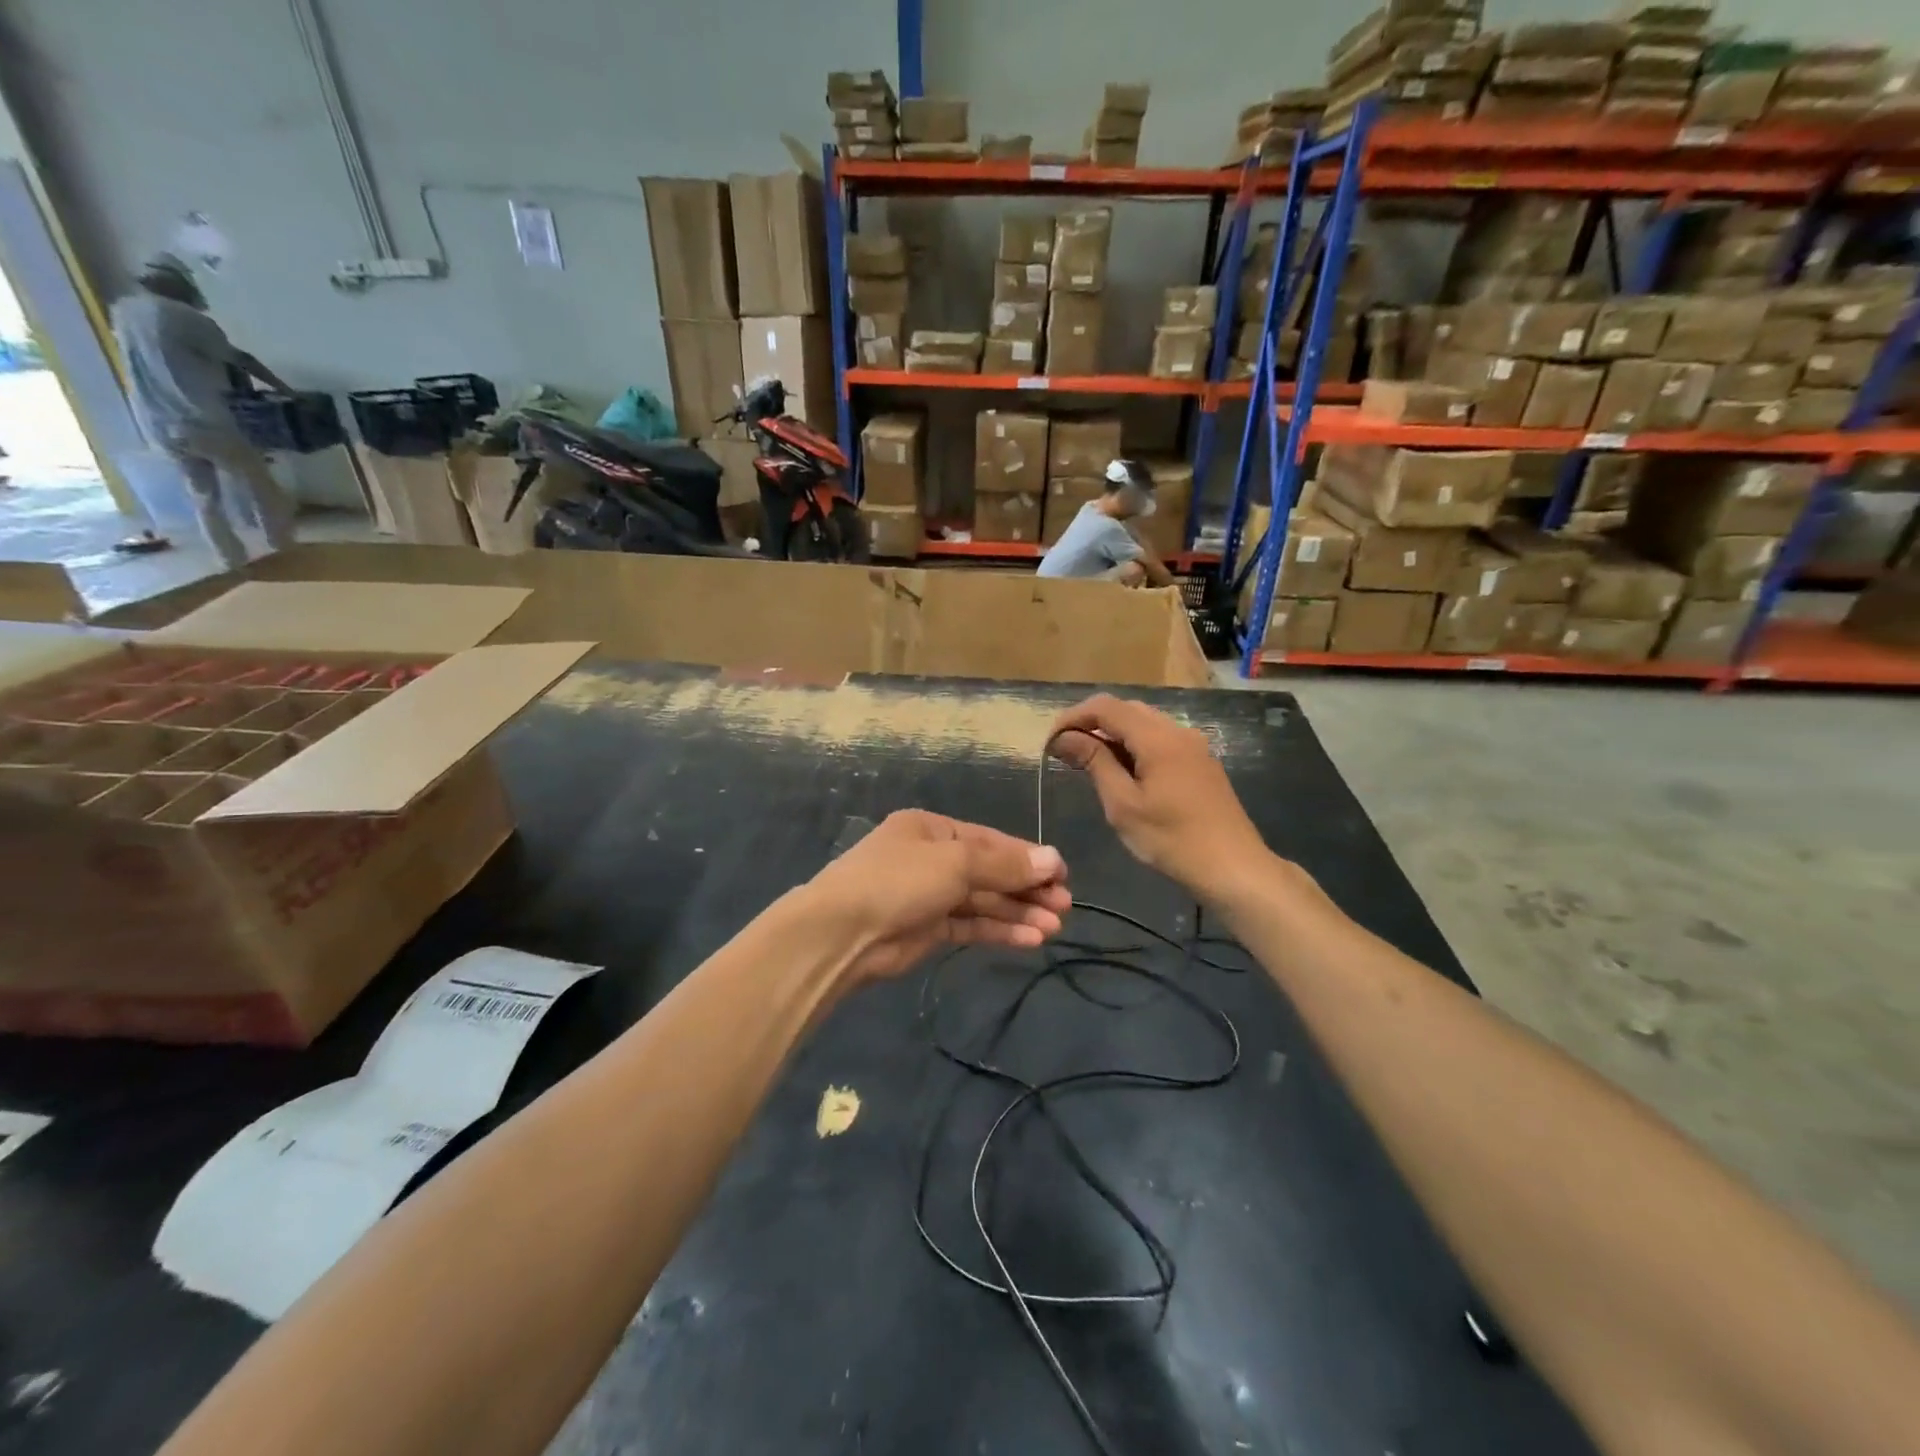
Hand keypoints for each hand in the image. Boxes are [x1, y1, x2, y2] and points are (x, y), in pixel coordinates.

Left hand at [803, 810, 1070, 981]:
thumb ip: (1004, 865)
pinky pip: (971, 925)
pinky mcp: (927, 930)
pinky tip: (1030, 938)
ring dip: (1017, 912)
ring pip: (982, 900)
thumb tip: (1053, 860)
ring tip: (1054, 927)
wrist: (842, 934)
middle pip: (989, 871)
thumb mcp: (956, 862)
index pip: (990, 840)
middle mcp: (931, 858)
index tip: (1062, 874)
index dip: (1027, 857)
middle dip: (1026, 887)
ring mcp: (928, 895)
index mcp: (932, 828)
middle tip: (1065, 905)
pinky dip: (999, 930)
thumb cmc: (899, 880)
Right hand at [1047, 695, 1272, 904]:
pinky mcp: (1201, 762)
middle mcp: (1177, 731)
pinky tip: (1123, 772)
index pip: (1106, 707)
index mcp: (1157, 737)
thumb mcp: (1123, 804)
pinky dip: (1134, 746)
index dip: (1073, 717)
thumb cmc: (1172, 839)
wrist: (1233, 867)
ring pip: (1144, 724)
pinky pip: (1160, 740)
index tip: (1050, 741)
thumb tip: (1065, 737)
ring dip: (1113, 735)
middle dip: (1092, 723)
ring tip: (1088, 762)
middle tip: (1065, 752)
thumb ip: (1094, 763)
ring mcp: (1193, 745)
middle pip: (1126, 709)